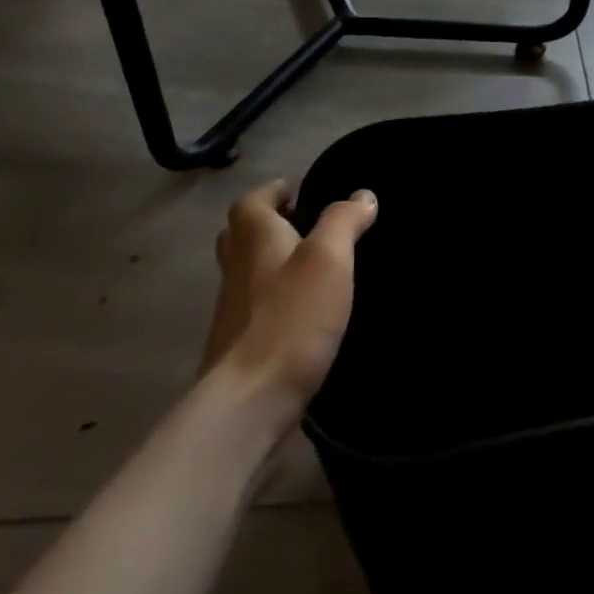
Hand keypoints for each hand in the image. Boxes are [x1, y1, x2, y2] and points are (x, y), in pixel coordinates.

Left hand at [201, 181, 376, 416]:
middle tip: (304, 227)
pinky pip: (254, 309)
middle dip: (268, 225)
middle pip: (242, 235)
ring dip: (270, 263)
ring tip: (311, 269)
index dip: (273, 192)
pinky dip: (274, 300)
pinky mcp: (237, 347)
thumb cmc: (292, 318)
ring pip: (246, 273)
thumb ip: (343, 221)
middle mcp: (235, 269)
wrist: (249, 401)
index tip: (298, 192)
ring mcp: (231, 311)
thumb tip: (361, 195)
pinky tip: (303, 314)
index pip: (252, 201)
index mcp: (254, 239)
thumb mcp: (328, 259)